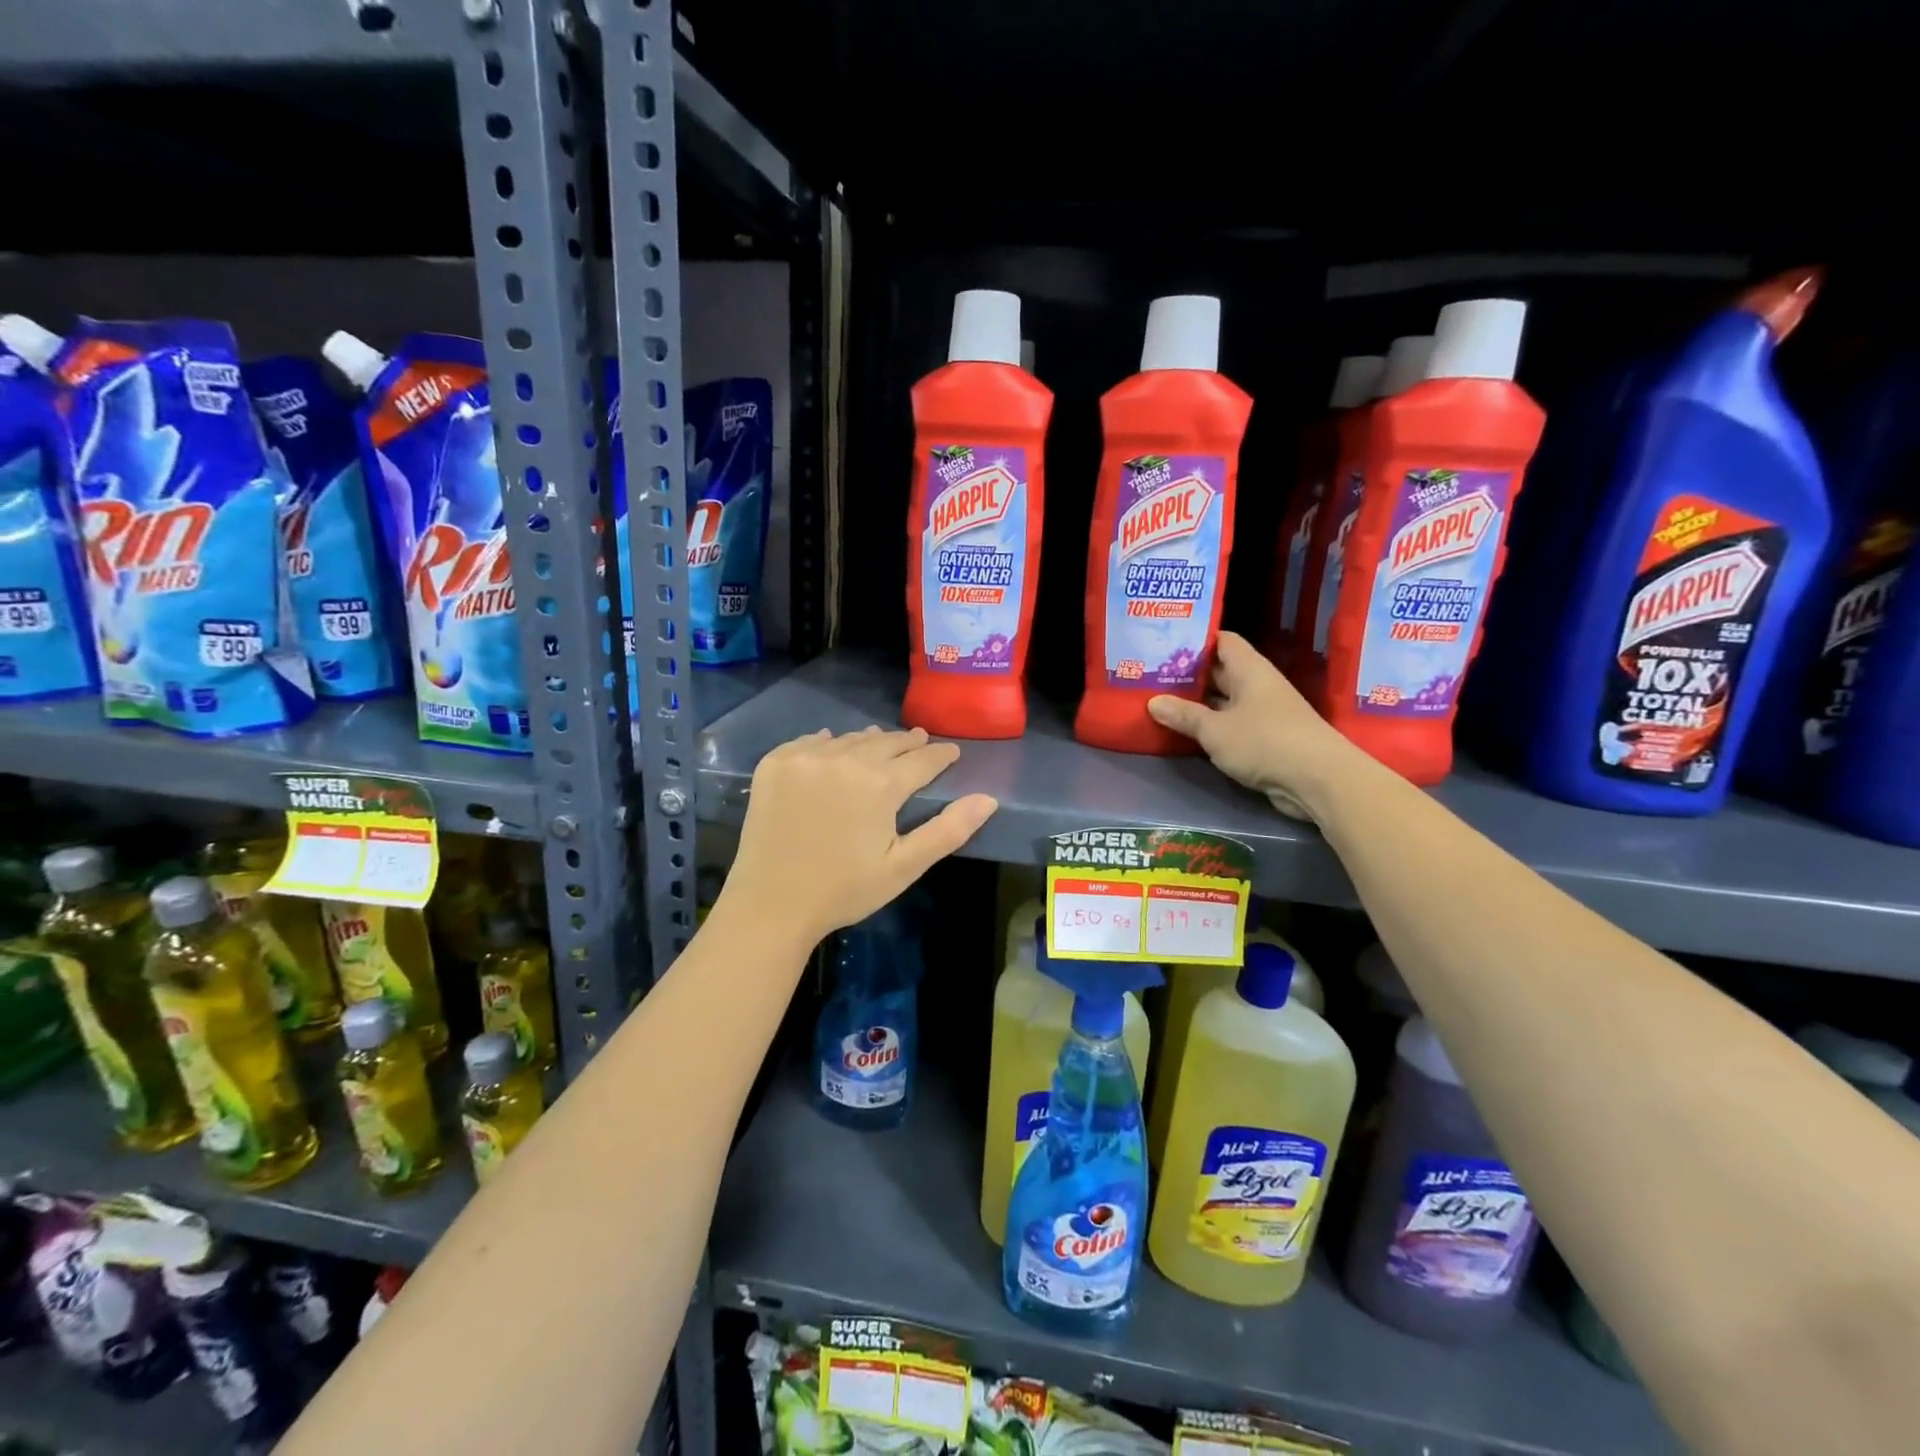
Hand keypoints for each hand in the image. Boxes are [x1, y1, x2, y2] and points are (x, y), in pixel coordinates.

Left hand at [723, 726, 997, 944]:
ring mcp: (805, 758)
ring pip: (848, 739)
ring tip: (880, 741)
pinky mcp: (774, 764)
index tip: (952, 752)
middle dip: (907, 743)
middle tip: (920, 740)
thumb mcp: (904, 866)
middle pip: (885, 742)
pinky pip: (809, 742)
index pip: (922, 760)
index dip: (941, 755)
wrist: (771, 905)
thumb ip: (948, 829)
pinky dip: (827, 743)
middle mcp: (844, 759)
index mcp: (880, 784)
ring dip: (869, 741)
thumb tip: (989, 799)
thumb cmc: (845, 890)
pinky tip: (832, 746)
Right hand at [1147, 632, 1358, 821]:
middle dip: (1189, 674)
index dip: (1195, 640)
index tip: (1165, 644)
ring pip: (1224, 701)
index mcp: (1249, 670)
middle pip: (1220, 671)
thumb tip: (1153, 702)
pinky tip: (1185, 732)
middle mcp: (1257, 686)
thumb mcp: (1215, 729)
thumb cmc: (1264, 742)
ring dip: (1197, 703)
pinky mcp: (1265, 739)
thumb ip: (1184, 715)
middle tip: (1151, 675)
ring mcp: (1263, 713)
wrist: (1318, 780)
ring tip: (1160, 701)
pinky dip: (1210, 726)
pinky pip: (1231, 725)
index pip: (1222, 641)